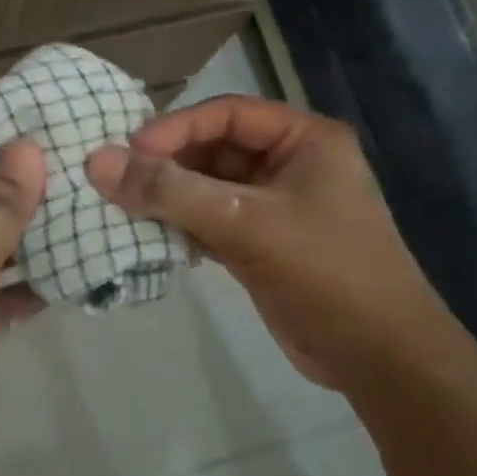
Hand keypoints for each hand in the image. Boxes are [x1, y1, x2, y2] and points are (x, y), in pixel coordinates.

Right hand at [86, 96, 444, 385]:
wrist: (380, 360)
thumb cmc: (325, 273)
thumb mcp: (246, 224)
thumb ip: (171, 192)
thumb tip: (96, 160)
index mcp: (304, 139)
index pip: (227, 114)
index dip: (176, 127)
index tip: (129, 150)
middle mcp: (290, 164)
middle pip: (214, 148)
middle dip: (168, 163)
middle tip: (116, 179)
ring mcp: (275, 206)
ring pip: (208, 187)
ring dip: (170, 195)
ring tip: (122, 204)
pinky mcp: (261, 243)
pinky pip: (210, 220)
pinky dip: (180, 225)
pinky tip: (147, 233)